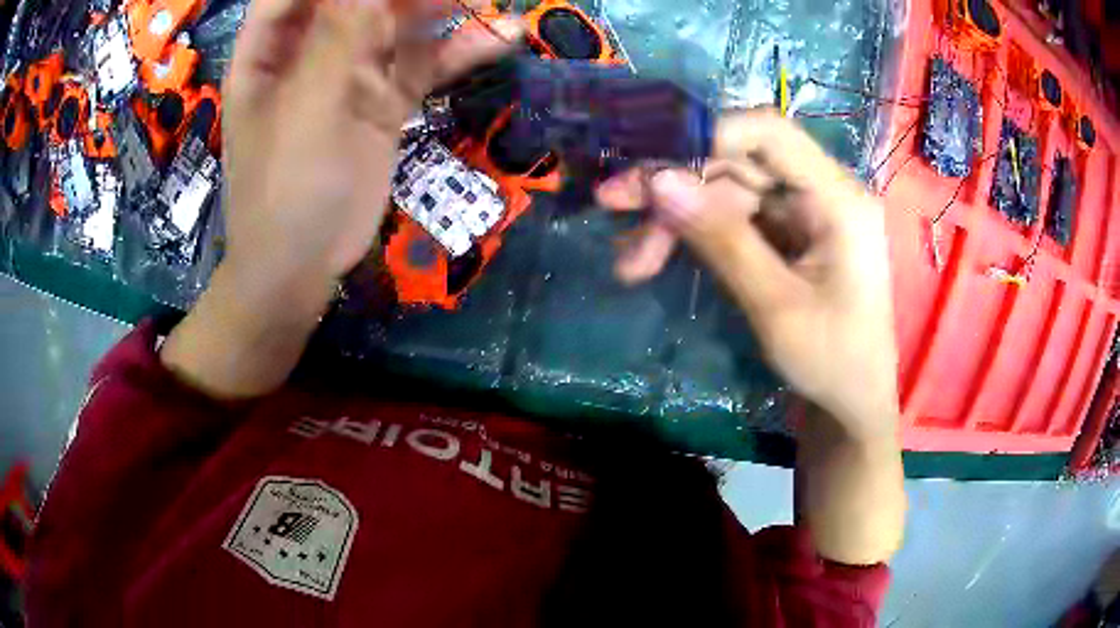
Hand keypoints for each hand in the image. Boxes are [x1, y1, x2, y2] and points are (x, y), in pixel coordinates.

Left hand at [161, 0, 518, 398]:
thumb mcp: (309, 105)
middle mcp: (310, 49)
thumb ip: (342, 34)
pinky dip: (459, 51)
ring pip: (398, 22)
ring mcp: (350, 73)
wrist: (301, 269)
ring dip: (443, 7)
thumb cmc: (285, 188)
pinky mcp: (383, 101)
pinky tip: (501, 38)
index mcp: (271, 47)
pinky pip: (423, 63)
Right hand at [596, 109, 899, 439]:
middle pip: (738, 163)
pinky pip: (733, 220)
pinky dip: (694, 236)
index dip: (708, 135)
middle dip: (675, 185)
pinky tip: (652, 258)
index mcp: (837, 199)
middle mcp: (821, 193)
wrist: (851, 406)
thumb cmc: (832, 363)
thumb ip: (722, 239)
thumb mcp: (776, 307)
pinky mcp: (787, 236)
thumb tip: (660, 181)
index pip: (769, 133)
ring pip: (727, 193)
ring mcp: (803, 214)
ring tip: (628, 260)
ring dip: (675, 219)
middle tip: (612, 204)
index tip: (654, 169)